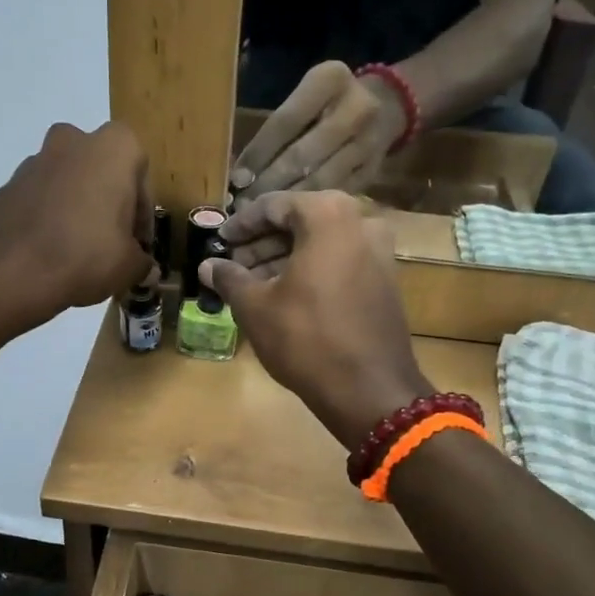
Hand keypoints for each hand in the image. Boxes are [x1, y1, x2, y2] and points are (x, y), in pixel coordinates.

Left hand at [0, 122, 156, 328]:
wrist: (7, 270)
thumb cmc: (85, 254)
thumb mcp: (130, 266)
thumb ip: (143, 262)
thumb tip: (146, 269)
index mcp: (113, 148)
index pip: (141, 177)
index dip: (142, 215)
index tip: (138, 244)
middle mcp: (73, 141)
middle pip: (102, 172)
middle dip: (108, 203)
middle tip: (111, 242)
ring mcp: (34, 161)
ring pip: (68, 182)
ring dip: (78, 208)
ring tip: (79, 251)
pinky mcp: (7, 185)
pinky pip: (40, 199)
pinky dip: (49, 218)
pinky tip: (51, 253)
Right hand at [201, 191, 431, 446]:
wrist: (369, 389)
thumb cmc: (306, 338)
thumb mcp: (255, 306)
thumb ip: (229, 277)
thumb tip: (208, 266)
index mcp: (328, 215)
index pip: (274, 206)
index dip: (241, 224)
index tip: (220, 241)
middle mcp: (361, 222)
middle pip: (300, 222)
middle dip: (264, 243)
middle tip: (234, 264)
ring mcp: (380, 252)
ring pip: (321, 244)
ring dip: (285, 258)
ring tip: (253, 283)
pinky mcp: (386, 281)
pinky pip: (340, 263)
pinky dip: (311, 271)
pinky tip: (285, 296)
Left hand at [229, 60, 407, 202]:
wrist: (386, 106)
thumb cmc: (326, 104)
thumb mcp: (305, 97)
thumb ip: (277, 129)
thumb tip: (241, 174)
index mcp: (331, 80)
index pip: (285, 122)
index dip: (258, 154)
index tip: (237, 179)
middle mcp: (356, 108)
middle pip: (302, 155)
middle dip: (269, 184)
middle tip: (243, 206)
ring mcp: (369, 142)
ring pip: (319, 180)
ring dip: (286, 202)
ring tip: (259, 217)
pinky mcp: (372, 171)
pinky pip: (333, 195)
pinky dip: (308, 208)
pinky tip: (287, 221)